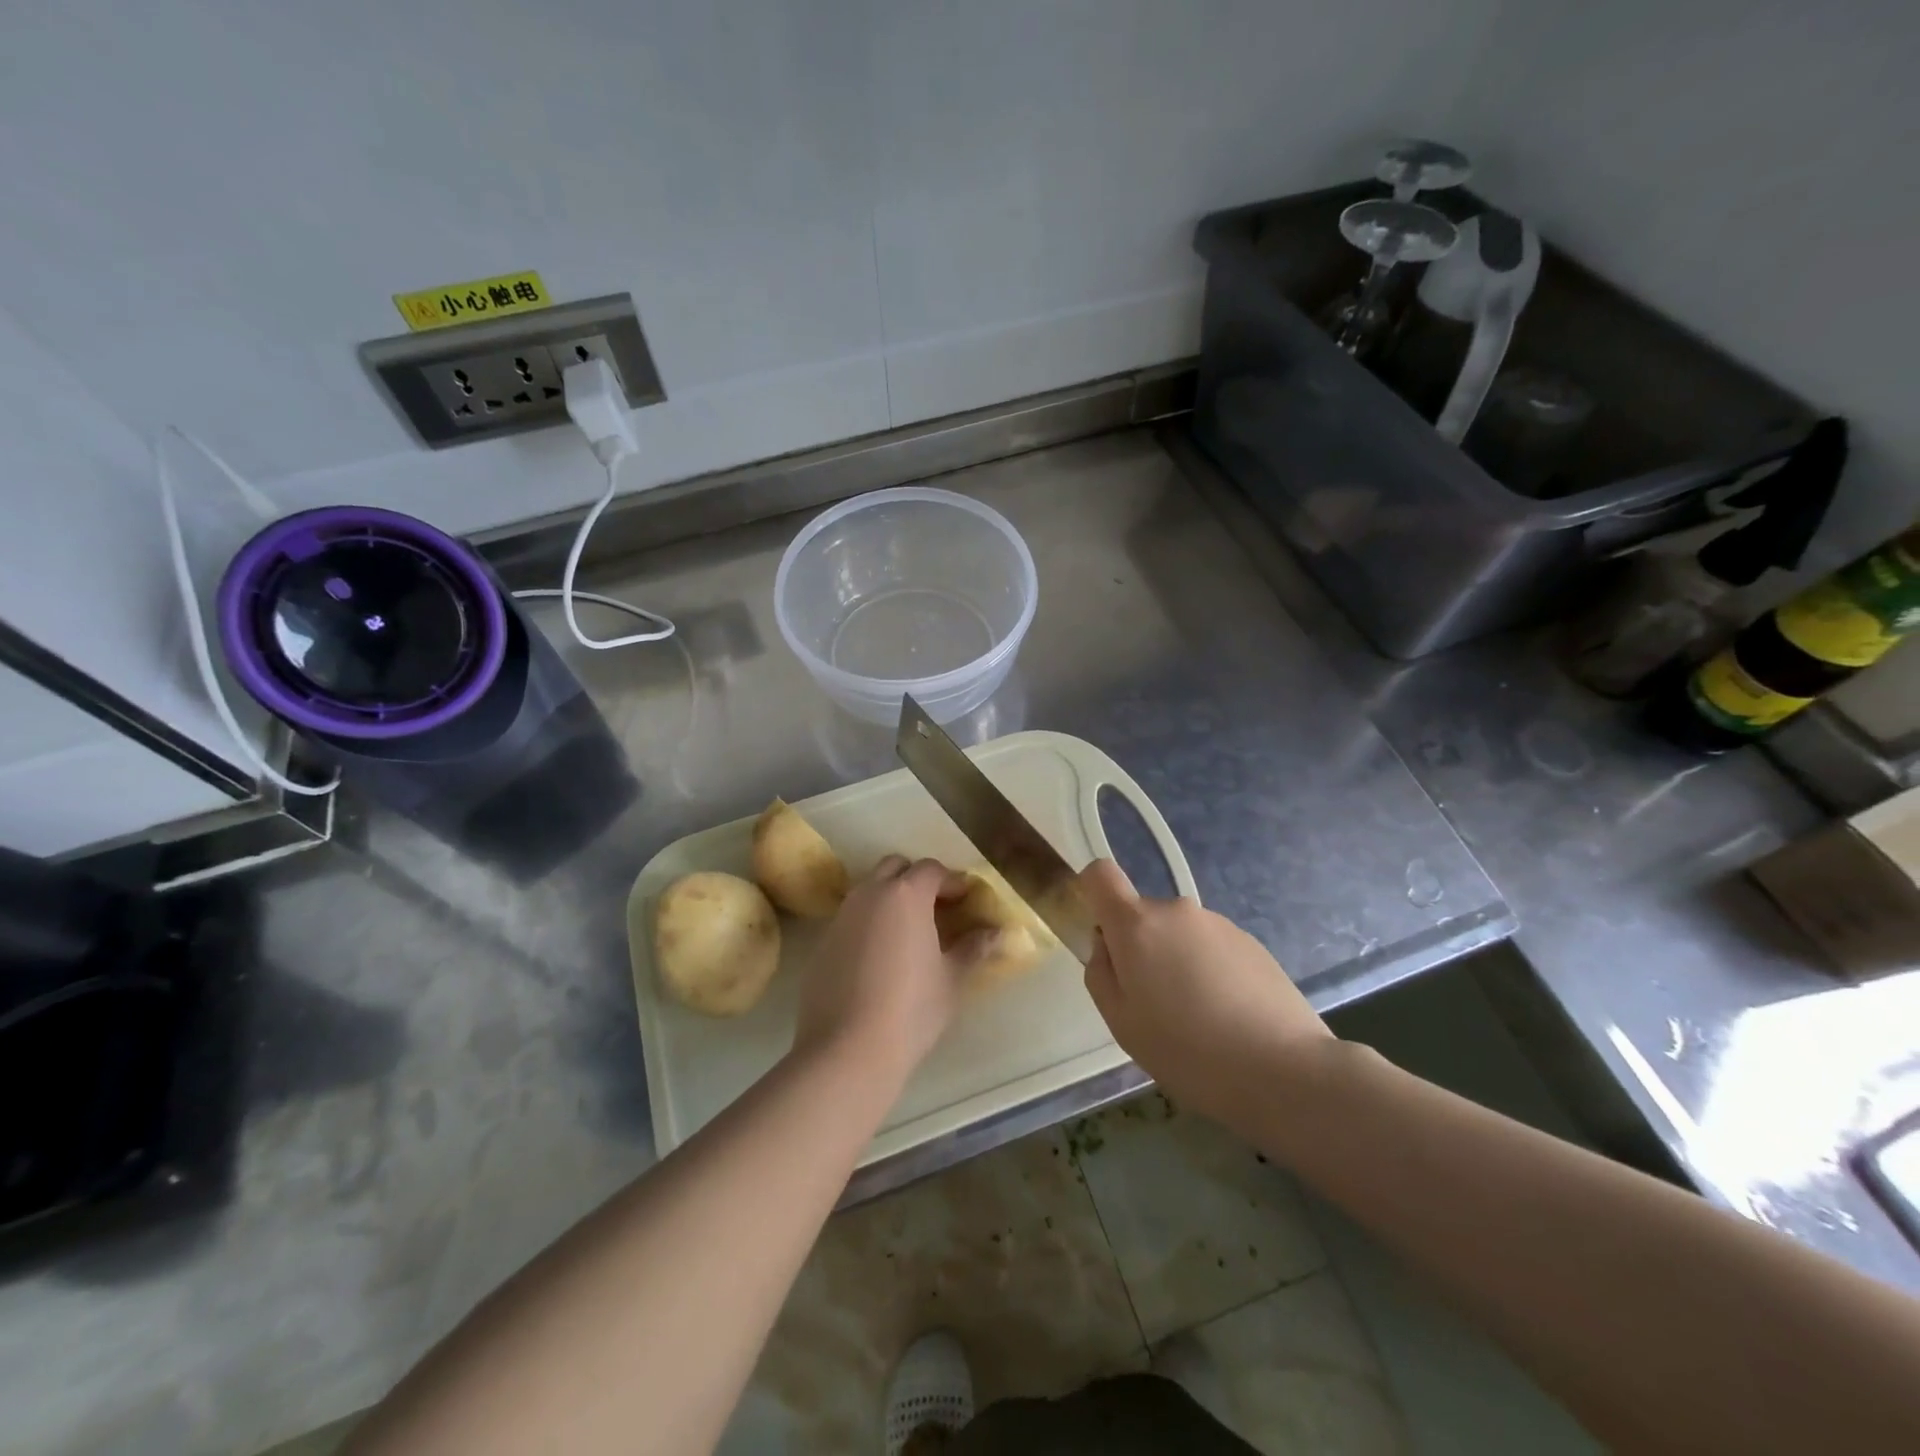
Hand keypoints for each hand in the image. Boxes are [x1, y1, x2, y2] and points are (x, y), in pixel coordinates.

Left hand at [793, 856, 996, 1081]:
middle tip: (937, 908)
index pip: (931, 869)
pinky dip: (869, 923)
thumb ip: (974, 948)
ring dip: (891, 898)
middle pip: (895, 867)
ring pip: (869, 889)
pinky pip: (851, 918)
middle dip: (917, 879)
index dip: (951, 881)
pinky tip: (880, 957)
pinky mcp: (823, 942)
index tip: (966, 900)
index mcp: (906, 895)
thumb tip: (997, 934)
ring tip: (909, 932)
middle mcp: (870, 894)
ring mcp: (842, 916)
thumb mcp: (951, 979)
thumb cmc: (911, 1009)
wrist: (847, 1049)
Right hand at [1080, 859, 1333, 1129]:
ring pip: (1179, 934)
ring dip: (1177, 961)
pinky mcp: (1252, 942)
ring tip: (1198, 1017)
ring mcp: (1218, 923)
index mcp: (1137, 925)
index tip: (1102, 934)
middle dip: (1140, 948)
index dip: (1093, 893)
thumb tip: (1107, 946)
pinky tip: (1228, 1016)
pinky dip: (1209, 971)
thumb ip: (1101, 973)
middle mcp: (1176, 911)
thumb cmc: (1186, 1050)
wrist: (1282, 1070)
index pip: (1101, 875)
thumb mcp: (1121, 1022)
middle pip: (1142, 915)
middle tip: (1154, 1003)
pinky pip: (1212, 948)